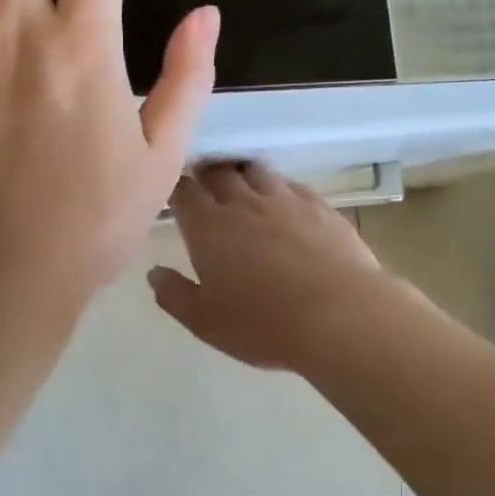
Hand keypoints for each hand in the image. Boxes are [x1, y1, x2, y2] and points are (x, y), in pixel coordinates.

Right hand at [150, 161, 390, 372]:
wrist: (340, 315)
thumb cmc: (263, 323)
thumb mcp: (205, 321)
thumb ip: (174, 295)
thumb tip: (154, 273)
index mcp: (209, 227)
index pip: (184, 192)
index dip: (176, 188)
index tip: (174, 193)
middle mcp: (244, 203)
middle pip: (219, 172)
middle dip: (207, 173)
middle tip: (204, 181)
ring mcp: (285, 201)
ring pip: (257, 172)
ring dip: (243, 174)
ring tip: (241, 184)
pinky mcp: (321, 207)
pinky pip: (293, 185)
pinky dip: (280, 186)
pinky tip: (284, 198)